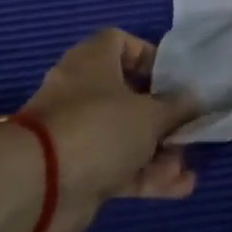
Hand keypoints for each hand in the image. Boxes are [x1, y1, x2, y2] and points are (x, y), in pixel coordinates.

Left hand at [17, 29, 198, 231]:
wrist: (38, 189)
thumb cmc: (98, 128)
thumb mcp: (150, 114)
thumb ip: (176, 107)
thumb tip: (192, 100)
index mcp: (92, 62)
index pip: (120, 43)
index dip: (149, 56)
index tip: (174, 77)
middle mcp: (83, 94)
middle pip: (128, 95)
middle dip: (162, 113)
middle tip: (188, 125)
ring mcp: (79, 135)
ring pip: (126, 136)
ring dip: (159, 150)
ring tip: (187, 164)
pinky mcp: (80, 172)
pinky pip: (120, 168)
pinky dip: (147, 176)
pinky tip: (180, 187)